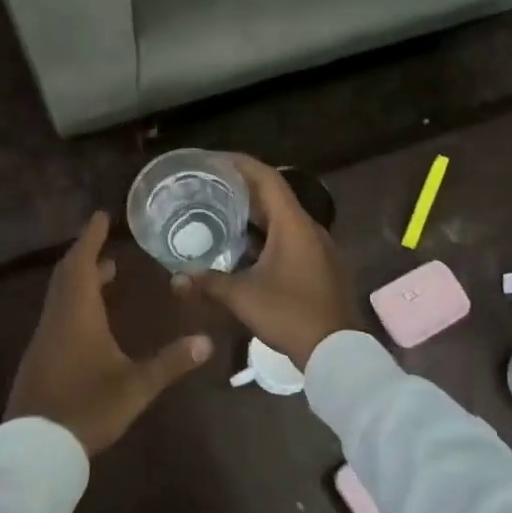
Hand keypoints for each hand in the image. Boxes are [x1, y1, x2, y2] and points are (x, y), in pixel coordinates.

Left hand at [5, 212, 212, 455]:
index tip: (100, 216)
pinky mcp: (41, 357)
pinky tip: (91, 319)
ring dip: (81, 278)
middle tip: (106, 242)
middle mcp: (58, 318)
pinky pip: (58, 313)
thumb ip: (170, 363)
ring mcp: (45, 338)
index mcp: (77, 314)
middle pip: (68, 274)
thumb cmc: (86, 408)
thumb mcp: (134, 387)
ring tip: (107, 274)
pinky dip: (75, 300)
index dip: (90, 237)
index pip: (82, 263)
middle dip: (87, 254)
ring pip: (61, 295)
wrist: (34, 449)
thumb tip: (207, 341)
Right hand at [173, 156, 359, 367]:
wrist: (337, 352)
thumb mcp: (243, 297)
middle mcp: (309, 228)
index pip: (267, 178)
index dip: (240, 164)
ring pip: (281, 220)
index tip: (214, 160)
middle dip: (241, 190)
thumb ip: (208, 283)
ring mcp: (318, 248)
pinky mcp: (319, 266)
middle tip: (209, 187)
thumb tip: (175, 280)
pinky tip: (242, 249)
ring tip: (219, 214)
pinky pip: (289, 238)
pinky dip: (265, 236)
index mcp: (293, 225)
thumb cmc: (290, 315)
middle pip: (274, 196)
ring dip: (253, 215)